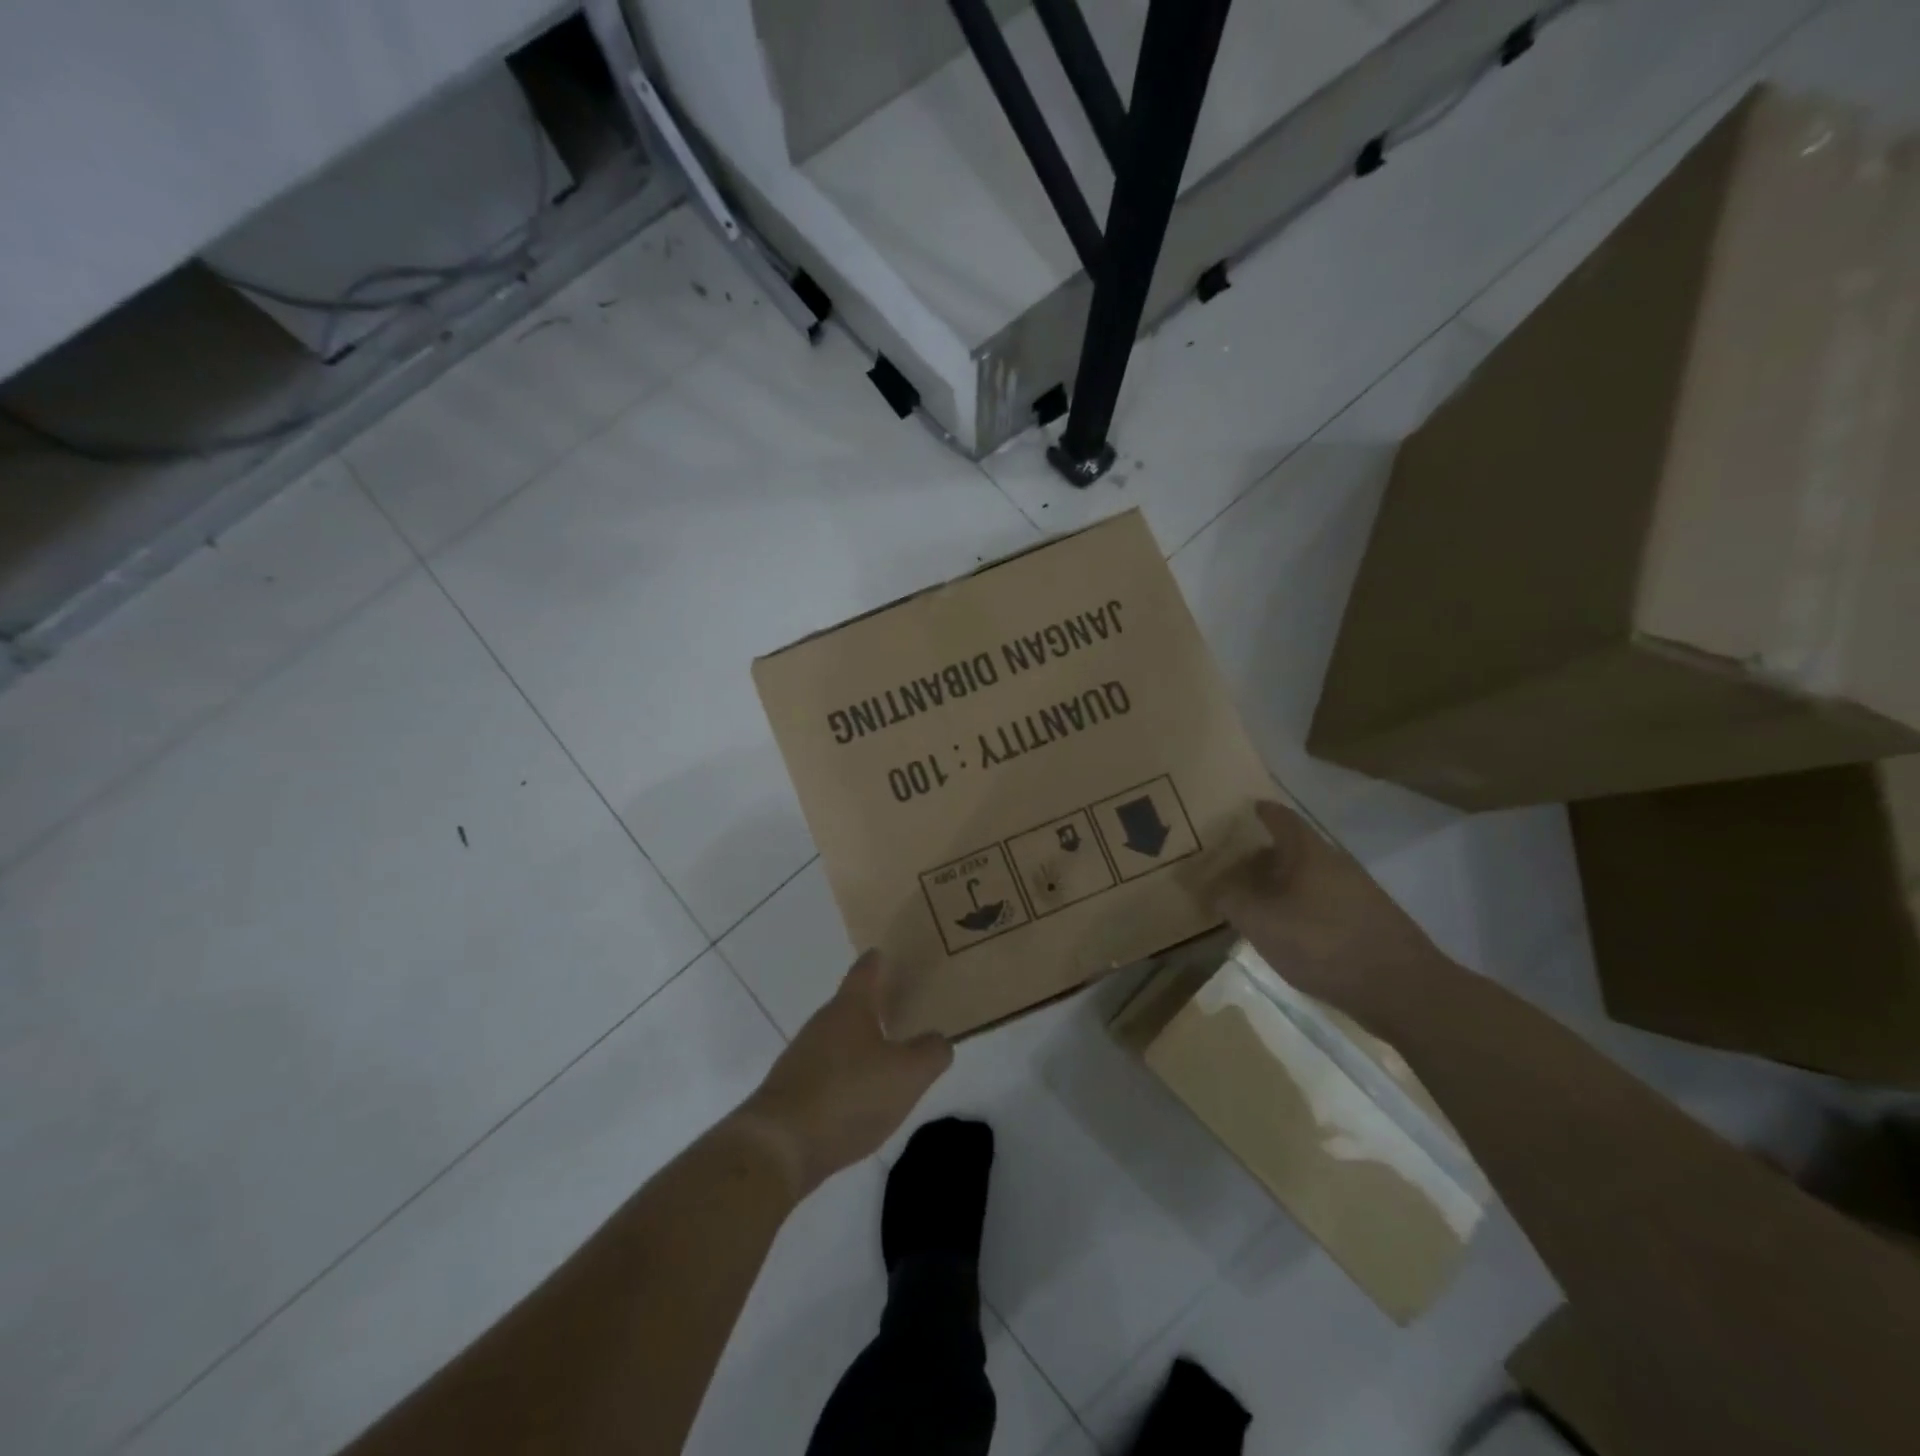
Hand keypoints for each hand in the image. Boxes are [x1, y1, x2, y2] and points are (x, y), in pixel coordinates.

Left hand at [736, 952, 952, 1197]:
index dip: (876, 961)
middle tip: (897, 1006)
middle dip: (872, 1005)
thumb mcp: (907, 1074)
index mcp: (849, 1008)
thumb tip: (938, 1040)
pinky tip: (859, 1096)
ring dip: (859, 1043)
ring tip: (885, 1054)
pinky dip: (845, 1075)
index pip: (865, 971)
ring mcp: (802, 1057)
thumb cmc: (849, 1095)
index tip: (883, 953)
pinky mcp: (791, 1091)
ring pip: (837, 1039)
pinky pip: (826, 1071)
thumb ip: (931, 1053)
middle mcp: (822, 1024)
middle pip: (849, 1005)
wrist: (779, 1146)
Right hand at [1212, 800, 1448, 1023]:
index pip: (1281, 818)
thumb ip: (1231, 901)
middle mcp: (1336, 863)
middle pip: (1294, 848)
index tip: (1243, 811)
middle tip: (1235, 866)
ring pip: (1310, 876)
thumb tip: (1214, 887)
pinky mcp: (1370, 920)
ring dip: (1283, 883)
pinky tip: (1291, 930)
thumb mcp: (1261, 923)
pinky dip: (1302, 905)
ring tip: (1257, 901)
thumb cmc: (1323, 944)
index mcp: (1309, 852)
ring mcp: (1358, 891)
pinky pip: (1325, 900)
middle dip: (1264, 854)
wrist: (1402, 990)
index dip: (1260, 812)